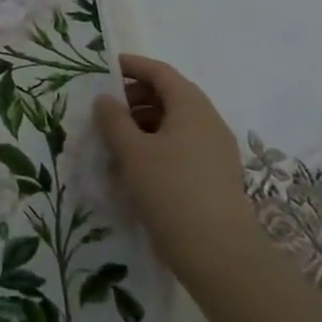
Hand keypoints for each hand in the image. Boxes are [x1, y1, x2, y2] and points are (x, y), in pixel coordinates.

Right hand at [95, 53, 260, 283]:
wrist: (219, 255)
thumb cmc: (171, 190)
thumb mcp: (132, 151)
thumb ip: (113, 119)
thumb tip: (105, 99)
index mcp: (191, 107)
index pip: (160, 72)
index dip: (131, 66)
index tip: (103, 69)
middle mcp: (208, 122)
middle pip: (169, 95)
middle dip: (135, 96)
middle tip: (104, 108)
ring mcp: (216, 150)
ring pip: (175, 122)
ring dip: (143, 122)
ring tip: (115, 138)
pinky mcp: (215, 175)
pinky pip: (182, 145)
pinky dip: (157, 143)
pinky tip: (136, 164)